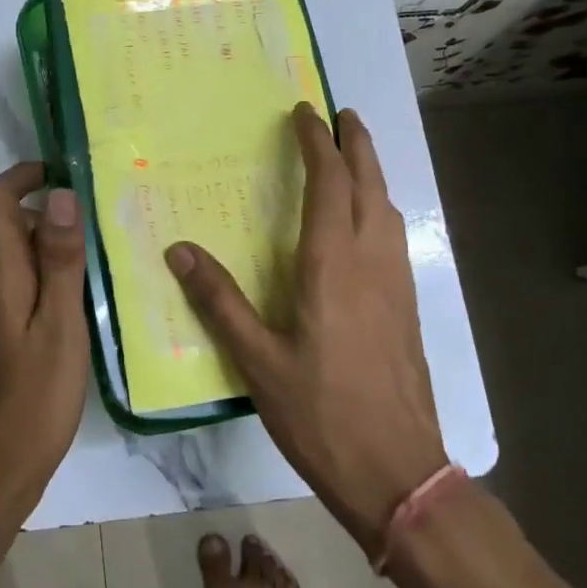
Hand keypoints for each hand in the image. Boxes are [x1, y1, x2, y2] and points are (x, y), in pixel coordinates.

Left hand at [0, 163, 90, 513]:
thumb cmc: (31, 400)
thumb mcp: (59, 326)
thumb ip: (60, 261)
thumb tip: (58, 194)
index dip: (21, 176)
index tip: (63, 171)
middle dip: (36, 205)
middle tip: (89, 215)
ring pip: (4, 255)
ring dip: (40, 239)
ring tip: (91, 251)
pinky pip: (11, 284)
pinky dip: (39, 272)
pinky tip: (74, 297)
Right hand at [166, 105, 447, 555]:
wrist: (398, 473)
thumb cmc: (320, 415)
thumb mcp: (257, 361)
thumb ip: (219, 302)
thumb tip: (179, 250)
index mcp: (332, 267)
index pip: (329, 185)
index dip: (317, 144)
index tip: (304, 113)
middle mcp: (371, 264)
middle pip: (370, 186)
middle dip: (357, 144)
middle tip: (343, 114)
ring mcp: (396, 285)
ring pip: (388, 209)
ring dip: (372, 173)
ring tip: (354, 155)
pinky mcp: (407, 308)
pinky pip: (394, 236)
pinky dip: (379, 207)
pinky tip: (367, 222)